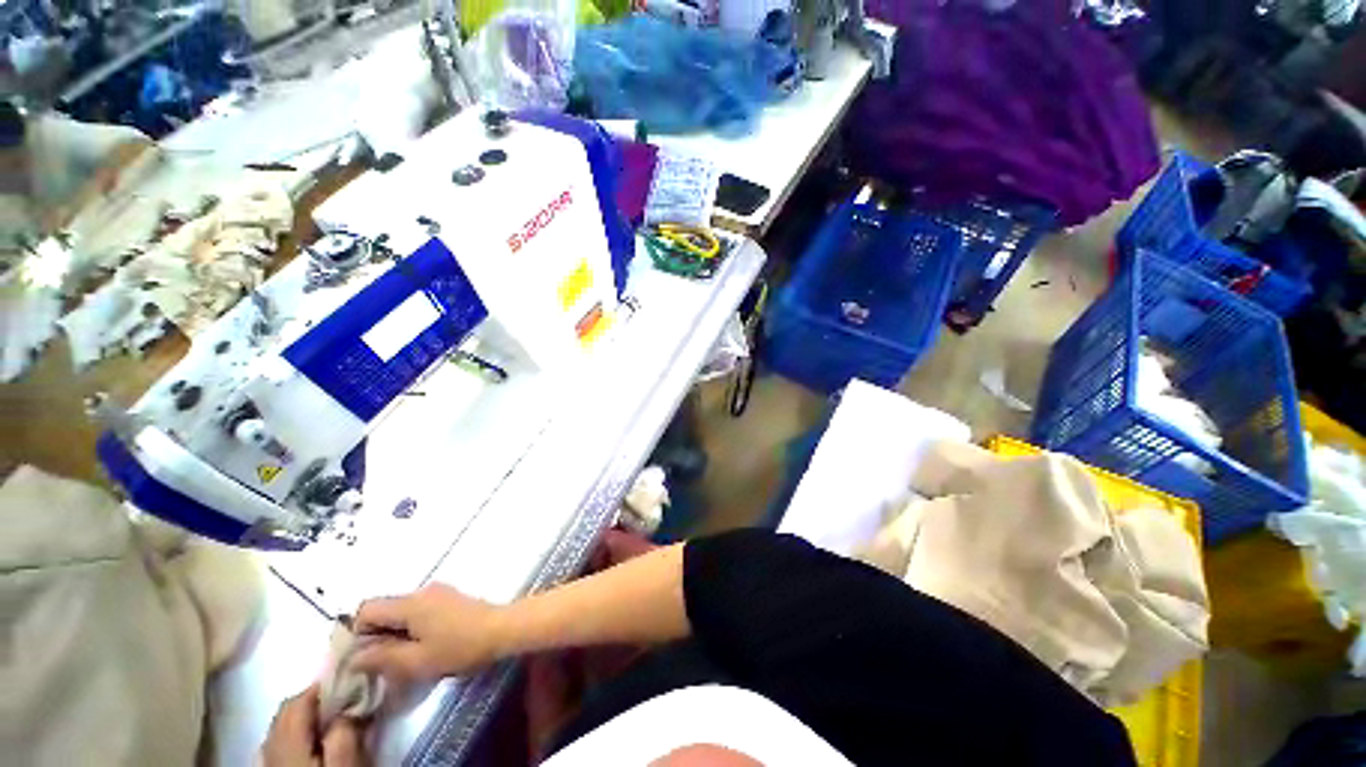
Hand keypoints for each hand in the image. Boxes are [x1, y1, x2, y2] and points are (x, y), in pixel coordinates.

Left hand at [262, 685, 366, 766]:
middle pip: (286, 713)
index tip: (353, 679)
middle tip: (347, 698)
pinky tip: (314, 744)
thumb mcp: (346, 765)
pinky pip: (279, 745)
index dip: (324, 685)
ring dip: (305, 717)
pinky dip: (297, 735)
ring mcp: (267, 765)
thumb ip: (344, 732)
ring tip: (334, 719)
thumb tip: (348, 706)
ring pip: (281, 729)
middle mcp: (269, 750)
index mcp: (287, 743)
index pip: (299, 700)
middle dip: (314, 700)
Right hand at [351, 584, 503, 685]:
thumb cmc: (459, 647)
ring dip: (396, 633)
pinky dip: (413, 628)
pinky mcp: (450, 598)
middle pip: (384, 609)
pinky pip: (419, 611)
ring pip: (402, 611)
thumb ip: (382, 659)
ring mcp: (438, 592)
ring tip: (407, 657)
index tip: (368, 658)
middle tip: (386, 663)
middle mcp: (421, 591)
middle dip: (377, 635)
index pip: (366, 609)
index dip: (358, 634)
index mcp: (409, 603)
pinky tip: (425, 646)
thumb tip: (355, 657)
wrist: (502, 628)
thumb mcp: (417, 661)